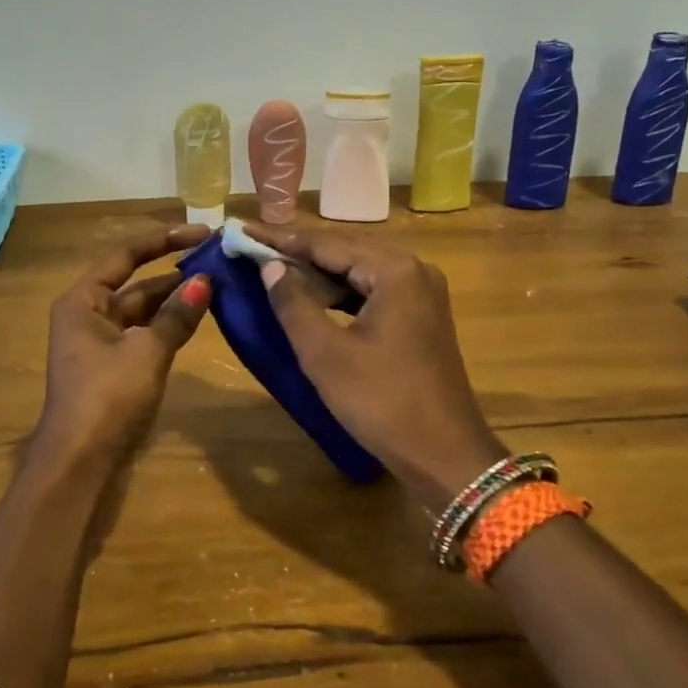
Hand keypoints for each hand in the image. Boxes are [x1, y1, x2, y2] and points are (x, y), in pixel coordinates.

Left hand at [29, 226, 214, 477]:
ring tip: (217, 284)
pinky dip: (169, 325)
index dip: (164, 240)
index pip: (126, 256)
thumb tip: (205, 281)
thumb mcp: (147, 351)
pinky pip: (145, 334)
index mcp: (83, 301)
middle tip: (218, 261)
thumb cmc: (107, 396)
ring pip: (144, 310)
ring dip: (175, 300)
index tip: (201, 233)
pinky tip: (199, 317)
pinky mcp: (114, 366)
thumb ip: (177, 315)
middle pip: (136, 283)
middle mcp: (88, 314)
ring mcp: (101, 342)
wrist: (80, 461)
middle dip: (175, 273)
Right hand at [244, 224, 504, 510]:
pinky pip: (371, 294)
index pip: (326, 243)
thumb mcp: (326, 354)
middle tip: (252, 249)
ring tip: (272, 272)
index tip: (241, 231)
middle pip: (344, 252)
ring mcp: (421, 294)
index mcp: (394, 270)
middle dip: (297, 253)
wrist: (446, 456)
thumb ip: (293, 303)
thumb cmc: (382, 402)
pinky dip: (339, 297)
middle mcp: (413, 270)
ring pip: (358, 273)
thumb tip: (270, 266)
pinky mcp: (420, 318)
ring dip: (317, 276)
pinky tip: (310, 301)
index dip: (280, 239)